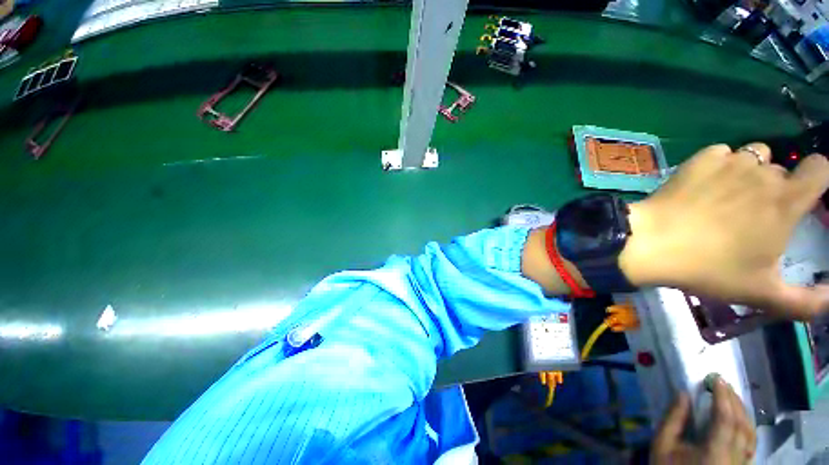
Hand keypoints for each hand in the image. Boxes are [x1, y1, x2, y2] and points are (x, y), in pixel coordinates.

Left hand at [620, 143, 828, 319]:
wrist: (651, 243)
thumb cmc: (709, 268)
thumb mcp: (763, 293)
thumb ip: (805, 301)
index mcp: (787, 201)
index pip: (821, 168)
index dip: (817, 178)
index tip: (805, 195)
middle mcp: (763, 174)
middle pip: (781, 170)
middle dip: (775, 186)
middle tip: (754, 212)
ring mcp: (729, 162)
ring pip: (752, 157)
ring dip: (748, 172)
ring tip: (728, 197)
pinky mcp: (698, 160)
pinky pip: (719, 153)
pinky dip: (718, 164)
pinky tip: (704, 185)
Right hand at [652, 378, 755, 464]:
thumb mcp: (662, 445)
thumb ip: (672, 419)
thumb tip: (684, 393)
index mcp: (714, 453)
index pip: (725, 420)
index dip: (723, 397)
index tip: (716, 379)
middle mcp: (733, 459)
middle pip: (742, 425)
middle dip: (734, 401)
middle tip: (722, 383)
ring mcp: (740, 464)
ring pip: (750, 434)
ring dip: (743, 412)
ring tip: (731, 396)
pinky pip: (751, 444)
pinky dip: (747, 427)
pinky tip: (740, 419)